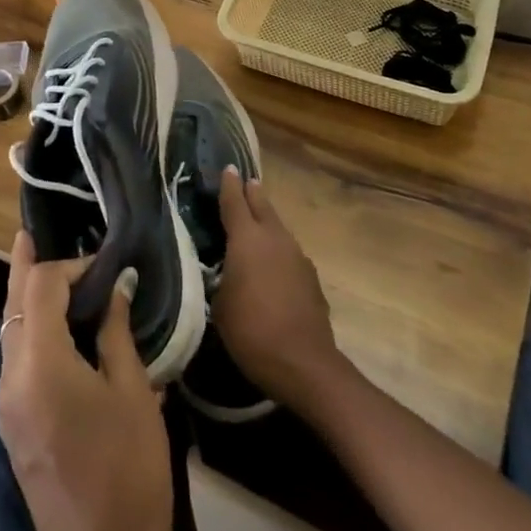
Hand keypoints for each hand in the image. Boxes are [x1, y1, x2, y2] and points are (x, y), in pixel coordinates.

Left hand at [0, 232, 172, 530]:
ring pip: (8, 331)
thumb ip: (116, 332)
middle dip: (27, 267)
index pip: (40, 286)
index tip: (104, 262)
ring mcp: (6, 406)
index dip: (70, 264)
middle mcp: (11, 379)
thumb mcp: (133, 393)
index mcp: (40, 365)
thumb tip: (116, 286)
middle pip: (13, 304)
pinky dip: (29, 330)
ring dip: (26, 299)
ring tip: (46, 271)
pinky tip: (52, 324)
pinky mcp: (12, 427)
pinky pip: (13, 360)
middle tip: (30, 232)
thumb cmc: (129, 472)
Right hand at [214, 167, 344, 412]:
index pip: (234, 202)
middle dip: (252, 194)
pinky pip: (289, 253)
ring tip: (258, 221)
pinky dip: (279, 250)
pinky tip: (275, 263)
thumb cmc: (251, 331)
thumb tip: (227, 271)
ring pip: (278, 229)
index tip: (228, 168)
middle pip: (262, 206)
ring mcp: (296, 255)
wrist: (303, 362)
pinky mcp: (311, 277)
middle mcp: (274, 238)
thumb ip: (222, 278)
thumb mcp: (220, 305)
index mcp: (246, 239)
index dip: (229, 185)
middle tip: (247, 182)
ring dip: (267, 222)